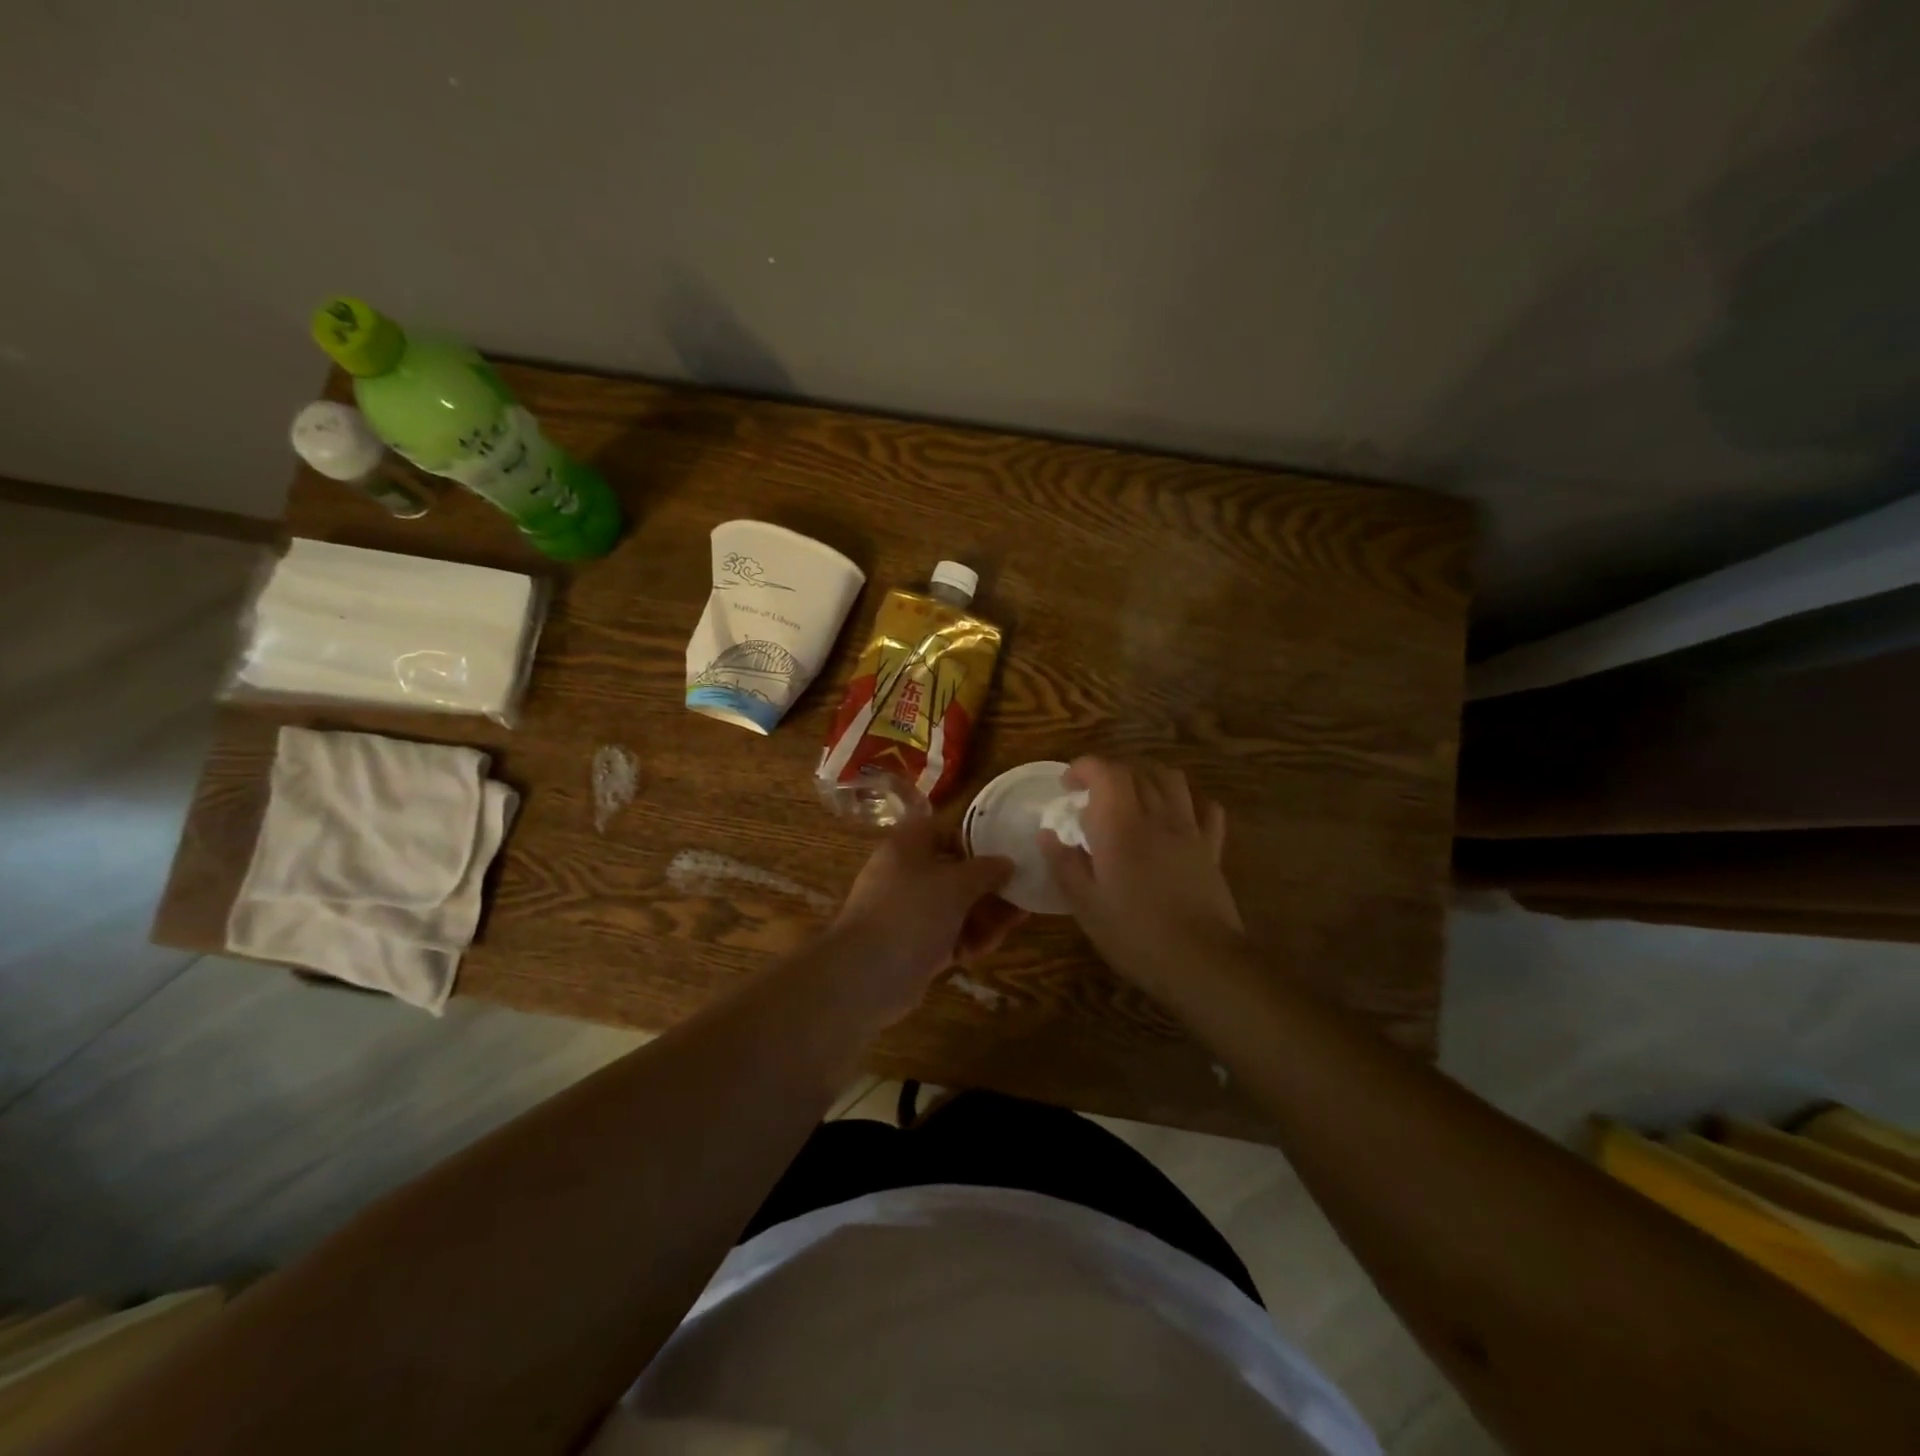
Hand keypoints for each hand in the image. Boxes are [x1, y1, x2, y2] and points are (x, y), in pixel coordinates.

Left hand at [828, 816, 1026, 1022]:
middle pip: (954, 871)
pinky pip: (949, 934)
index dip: (976, 838)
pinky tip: (994, 943)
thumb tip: (1007, 862)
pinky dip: (970, 937)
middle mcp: (906, 874)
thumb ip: (987, 870)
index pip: (944, 830)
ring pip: (955, 906)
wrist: (867, 974)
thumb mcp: (957, 883)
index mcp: (908, 846)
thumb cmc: (912, 911)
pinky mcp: (914, 946)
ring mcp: (909, 912)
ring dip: (986, 912)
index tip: (1008, 850)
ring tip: (1019, 918)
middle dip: (989, 882)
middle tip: (1024, 889)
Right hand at [1039, 757, 1243, 988]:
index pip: (1104, 772)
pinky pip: (1206, 808)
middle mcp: (1156, 816)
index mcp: (1120, 826)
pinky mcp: (1212, 848)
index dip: (1083, 768)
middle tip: (1092, 795)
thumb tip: (1047, 834)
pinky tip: (1176, 814)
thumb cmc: (1135, 935)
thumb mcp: (1086, 905)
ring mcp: (1189, 830)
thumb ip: (1064, 864)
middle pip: (1136, 770)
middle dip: (1110, 772)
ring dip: (1147, 777)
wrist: (1201, 961)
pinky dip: (1188, 800)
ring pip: (1172, 779)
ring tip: (1132, 796)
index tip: (1067, 786)